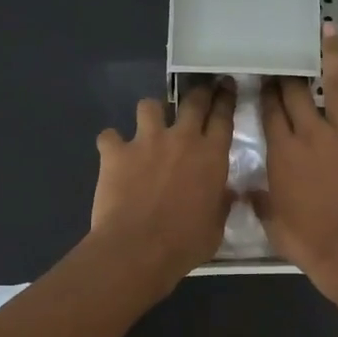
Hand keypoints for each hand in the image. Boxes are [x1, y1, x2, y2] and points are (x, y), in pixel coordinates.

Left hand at [91, 80, 236, 293]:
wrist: (138, 249)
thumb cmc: (185, 243)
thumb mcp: (216, 227)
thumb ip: (221, 204)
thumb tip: (228, 194)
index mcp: (212, 156)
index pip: (223, 116)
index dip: (226, 98)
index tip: (226, 86)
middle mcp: (182, 139)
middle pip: (193, 101)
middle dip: (198, 92)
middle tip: (200, 90)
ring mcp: (146, 141)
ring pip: (149, 106)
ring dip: (151, 113)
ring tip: (149, 124)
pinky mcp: (115, 152)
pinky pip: (109, 136)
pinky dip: (111, 143)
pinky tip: (113, 153)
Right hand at [256, 26, 337, 301]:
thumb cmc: (309, 242)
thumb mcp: (273, 224)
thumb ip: (261, 201)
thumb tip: (248, 190)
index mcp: (282, 153)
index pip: (269, 112)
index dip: (265, 91)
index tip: (262, 76)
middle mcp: (311, 134)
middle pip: (296, 93)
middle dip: (288, 71)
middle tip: (286, 53)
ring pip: (337, 87)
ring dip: (333, 56)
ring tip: (330, 29)